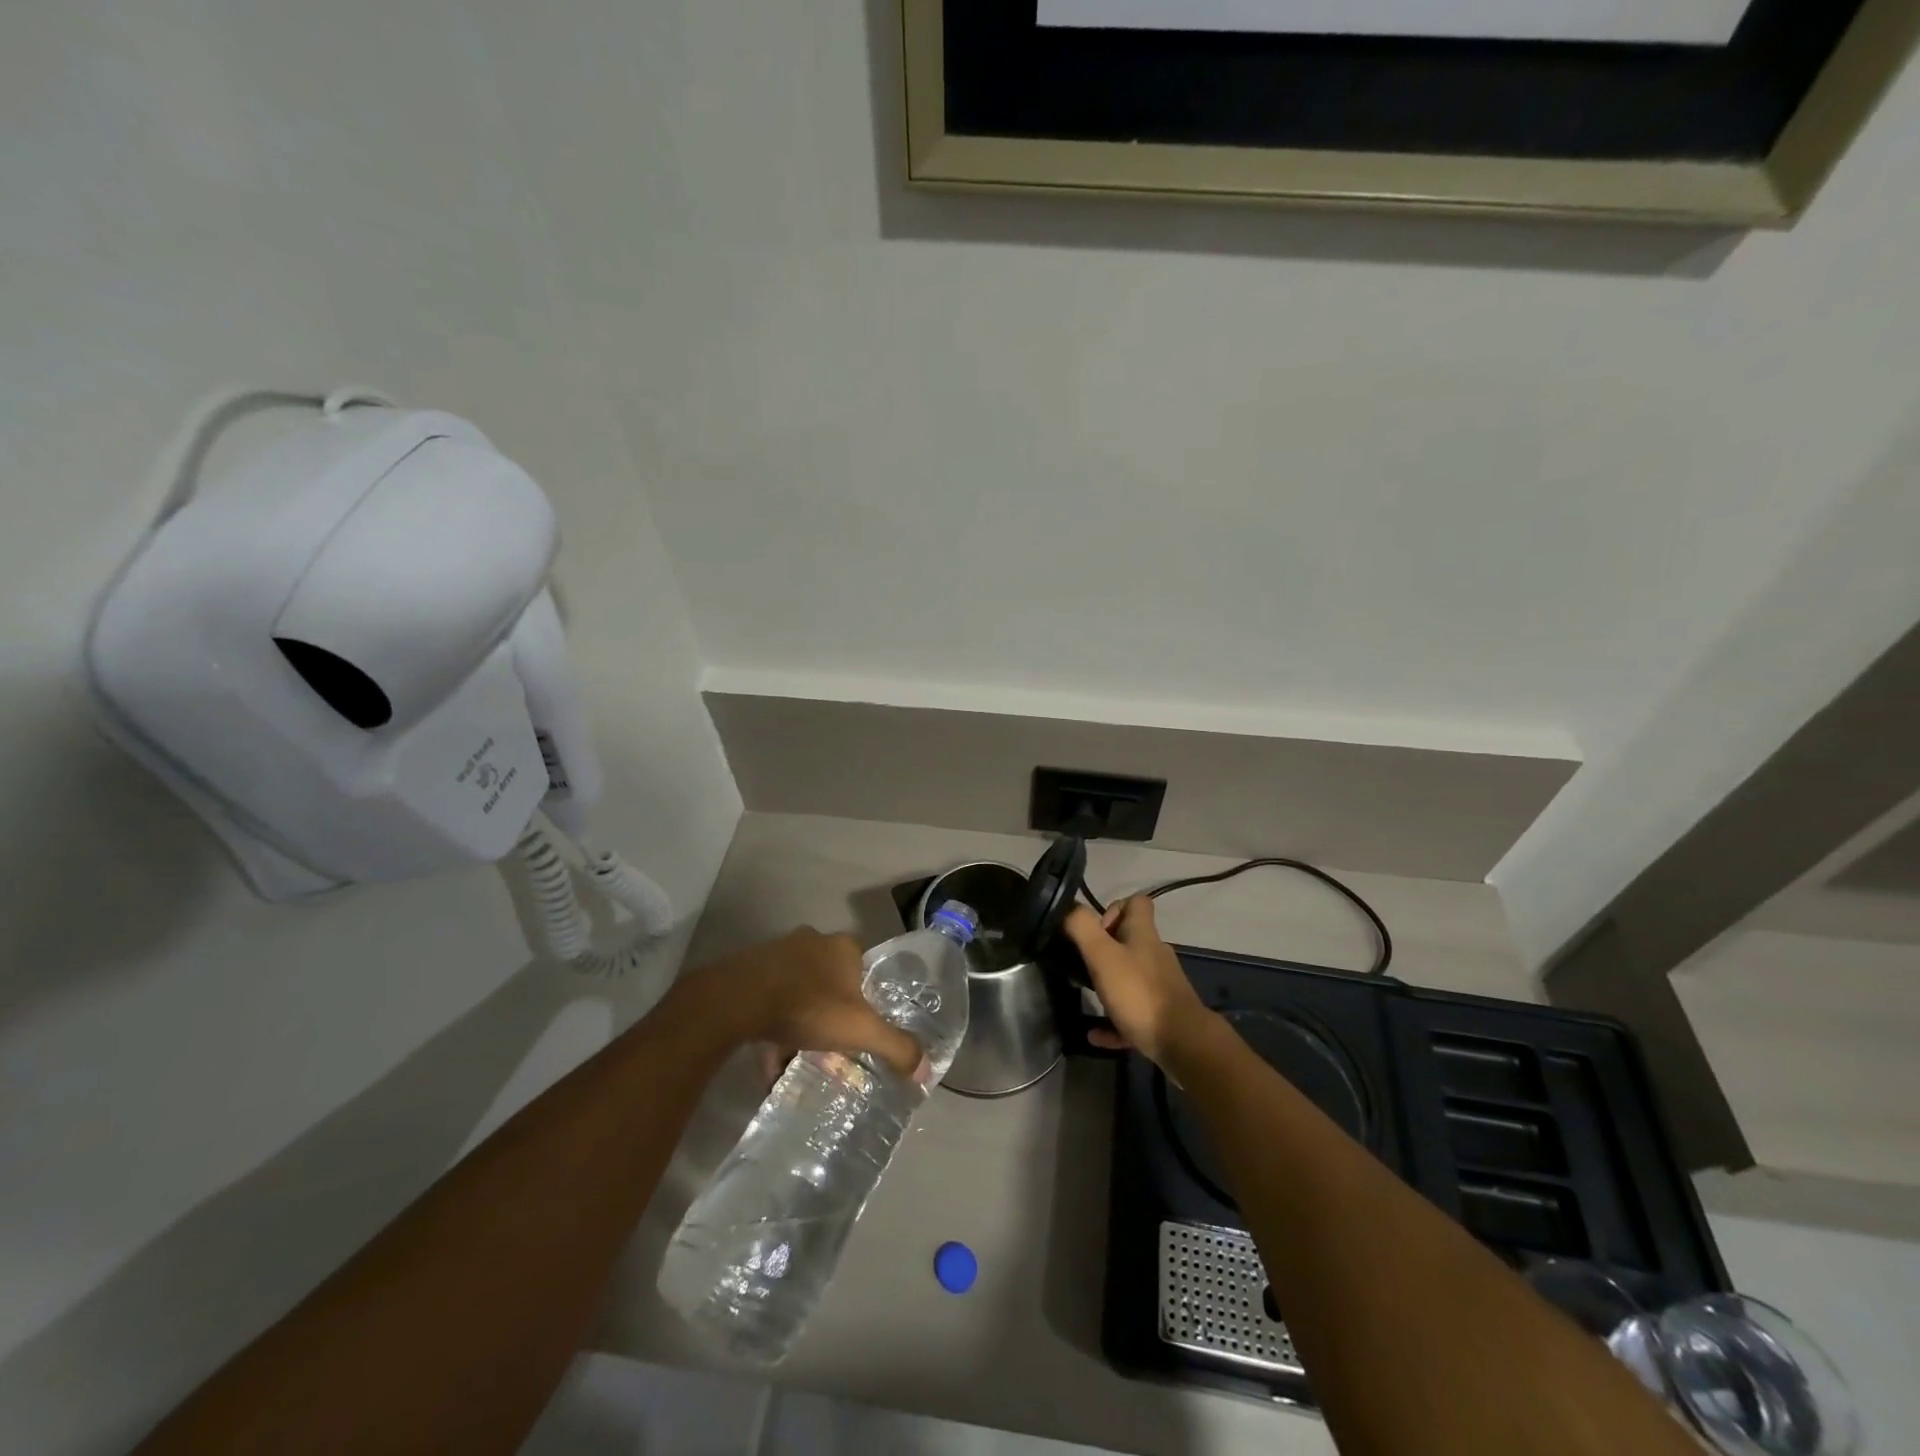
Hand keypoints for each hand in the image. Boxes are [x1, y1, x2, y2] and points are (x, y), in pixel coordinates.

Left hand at [676, 928, 927, 1080]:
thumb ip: (895, 1047)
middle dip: (833, 1013)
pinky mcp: (750, 972)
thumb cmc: (809, 1006)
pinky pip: (769, 1003)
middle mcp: (813, 943)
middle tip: (836, 1045)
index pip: (864, 968)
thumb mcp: (860, 1030)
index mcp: (843, 947)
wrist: (739, 999)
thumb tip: (926, 1070)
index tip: (864, 1025)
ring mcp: (778, 955)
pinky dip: (774, 1032)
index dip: (867, 996)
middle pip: (831, 980)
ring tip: (803, 1059)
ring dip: (802, 1024)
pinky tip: (772, 1066)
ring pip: (798, 992)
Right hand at [1062, 897, 1216, 1066]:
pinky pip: (1132, 1011)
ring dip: (1107, 984)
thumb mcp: (1102, 955)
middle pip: (1130, 940)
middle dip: (1104, 949)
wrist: (1183, 1043)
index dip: (1114, 908)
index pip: (1137, 903)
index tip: (1096, 930)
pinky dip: (1113, 1019)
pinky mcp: (1161, 1014)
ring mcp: (1160, 985)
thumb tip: (1068, 908)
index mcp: (1143, 935)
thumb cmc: (1139, 993)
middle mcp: (1155, 954)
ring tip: (1084, 994)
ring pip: (1130, 976)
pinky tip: (1095, 1033)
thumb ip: (1082, 928)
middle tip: (1082, 963)